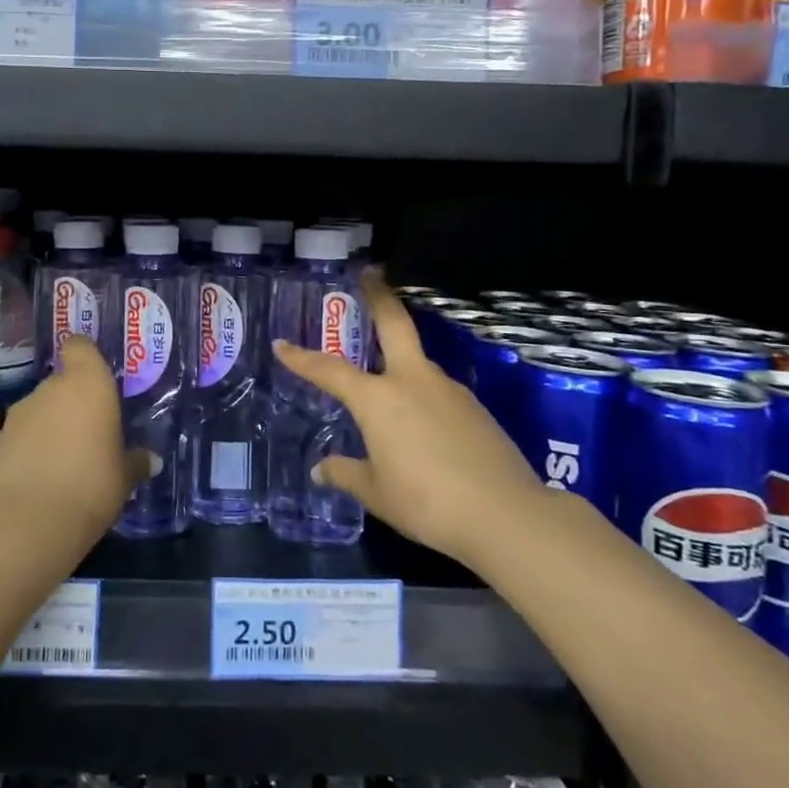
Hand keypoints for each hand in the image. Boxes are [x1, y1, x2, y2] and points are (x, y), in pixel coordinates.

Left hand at [0, 336, 154, 542]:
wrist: (32, 521)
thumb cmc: (93, 484)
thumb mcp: (124, 476)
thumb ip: (136, 461)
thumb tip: (151, 460)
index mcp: (89, 383)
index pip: (80, 346)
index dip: (85, 356)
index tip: (96, 375)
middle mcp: (53, 387)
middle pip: (63, 381)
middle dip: (74, 401)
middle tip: (91, 431)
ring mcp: (22, 410)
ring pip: (43, 407)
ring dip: (53, 424)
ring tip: (67, 458)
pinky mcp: (0, 438)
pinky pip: (25, 432)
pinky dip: (34, 445)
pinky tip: (45, 473)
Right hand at [271, 269, 546, 564]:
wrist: (506, 515)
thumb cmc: (427, 502)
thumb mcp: (377, 493)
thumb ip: (347, 474)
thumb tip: (322, 470)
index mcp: (378, 398)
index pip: (330, 370)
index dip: (302, 358)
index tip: (282, 344)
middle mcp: (412, 381)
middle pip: (394, 323)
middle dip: (379, 295)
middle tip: (370, 272)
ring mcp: (448, 389)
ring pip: (417, 361)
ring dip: (401, 357)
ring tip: (388, 382)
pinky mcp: (475, 408)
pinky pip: (438, 390)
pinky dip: (423, 394)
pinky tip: (425, 424)